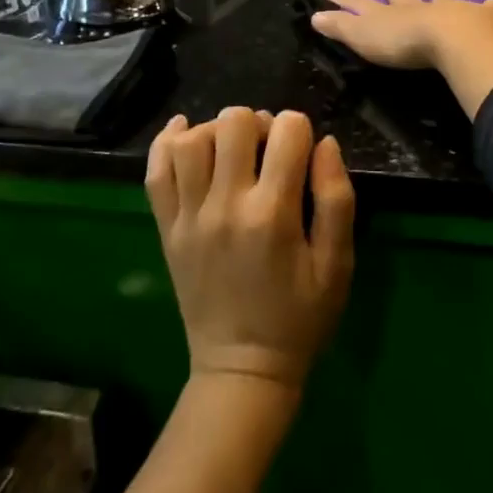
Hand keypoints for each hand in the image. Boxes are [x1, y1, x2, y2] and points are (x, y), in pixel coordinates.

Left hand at [145, 108, 354, 391]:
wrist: (242, 370)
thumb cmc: (300, 317)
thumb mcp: (337, 264)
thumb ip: (337, 199)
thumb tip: (325, 142)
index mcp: (273, 213)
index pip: (288, 131)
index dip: (301, 130)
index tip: (302, 153)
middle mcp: (225, 205)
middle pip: (234, 122)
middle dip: (259, 122)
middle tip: (268, 149)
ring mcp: (189, 216)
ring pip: (192, 139)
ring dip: (217, 130)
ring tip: (232, 149)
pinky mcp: (166, 228)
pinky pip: (156, 170)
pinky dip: (167, 141)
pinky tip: (186, 133)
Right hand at [310, 0, 492, 69]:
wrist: (454, 38)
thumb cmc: (404, 42)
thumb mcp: (363, 36)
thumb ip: (340, 26)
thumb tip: (313, 14)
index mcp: (389, 13)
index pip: (361, 5)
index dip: (345, 2)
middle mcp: (419, 7)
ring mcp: (450, 10)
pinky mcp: (480, 19)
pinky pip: (486, 9)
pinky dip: (490, 7)